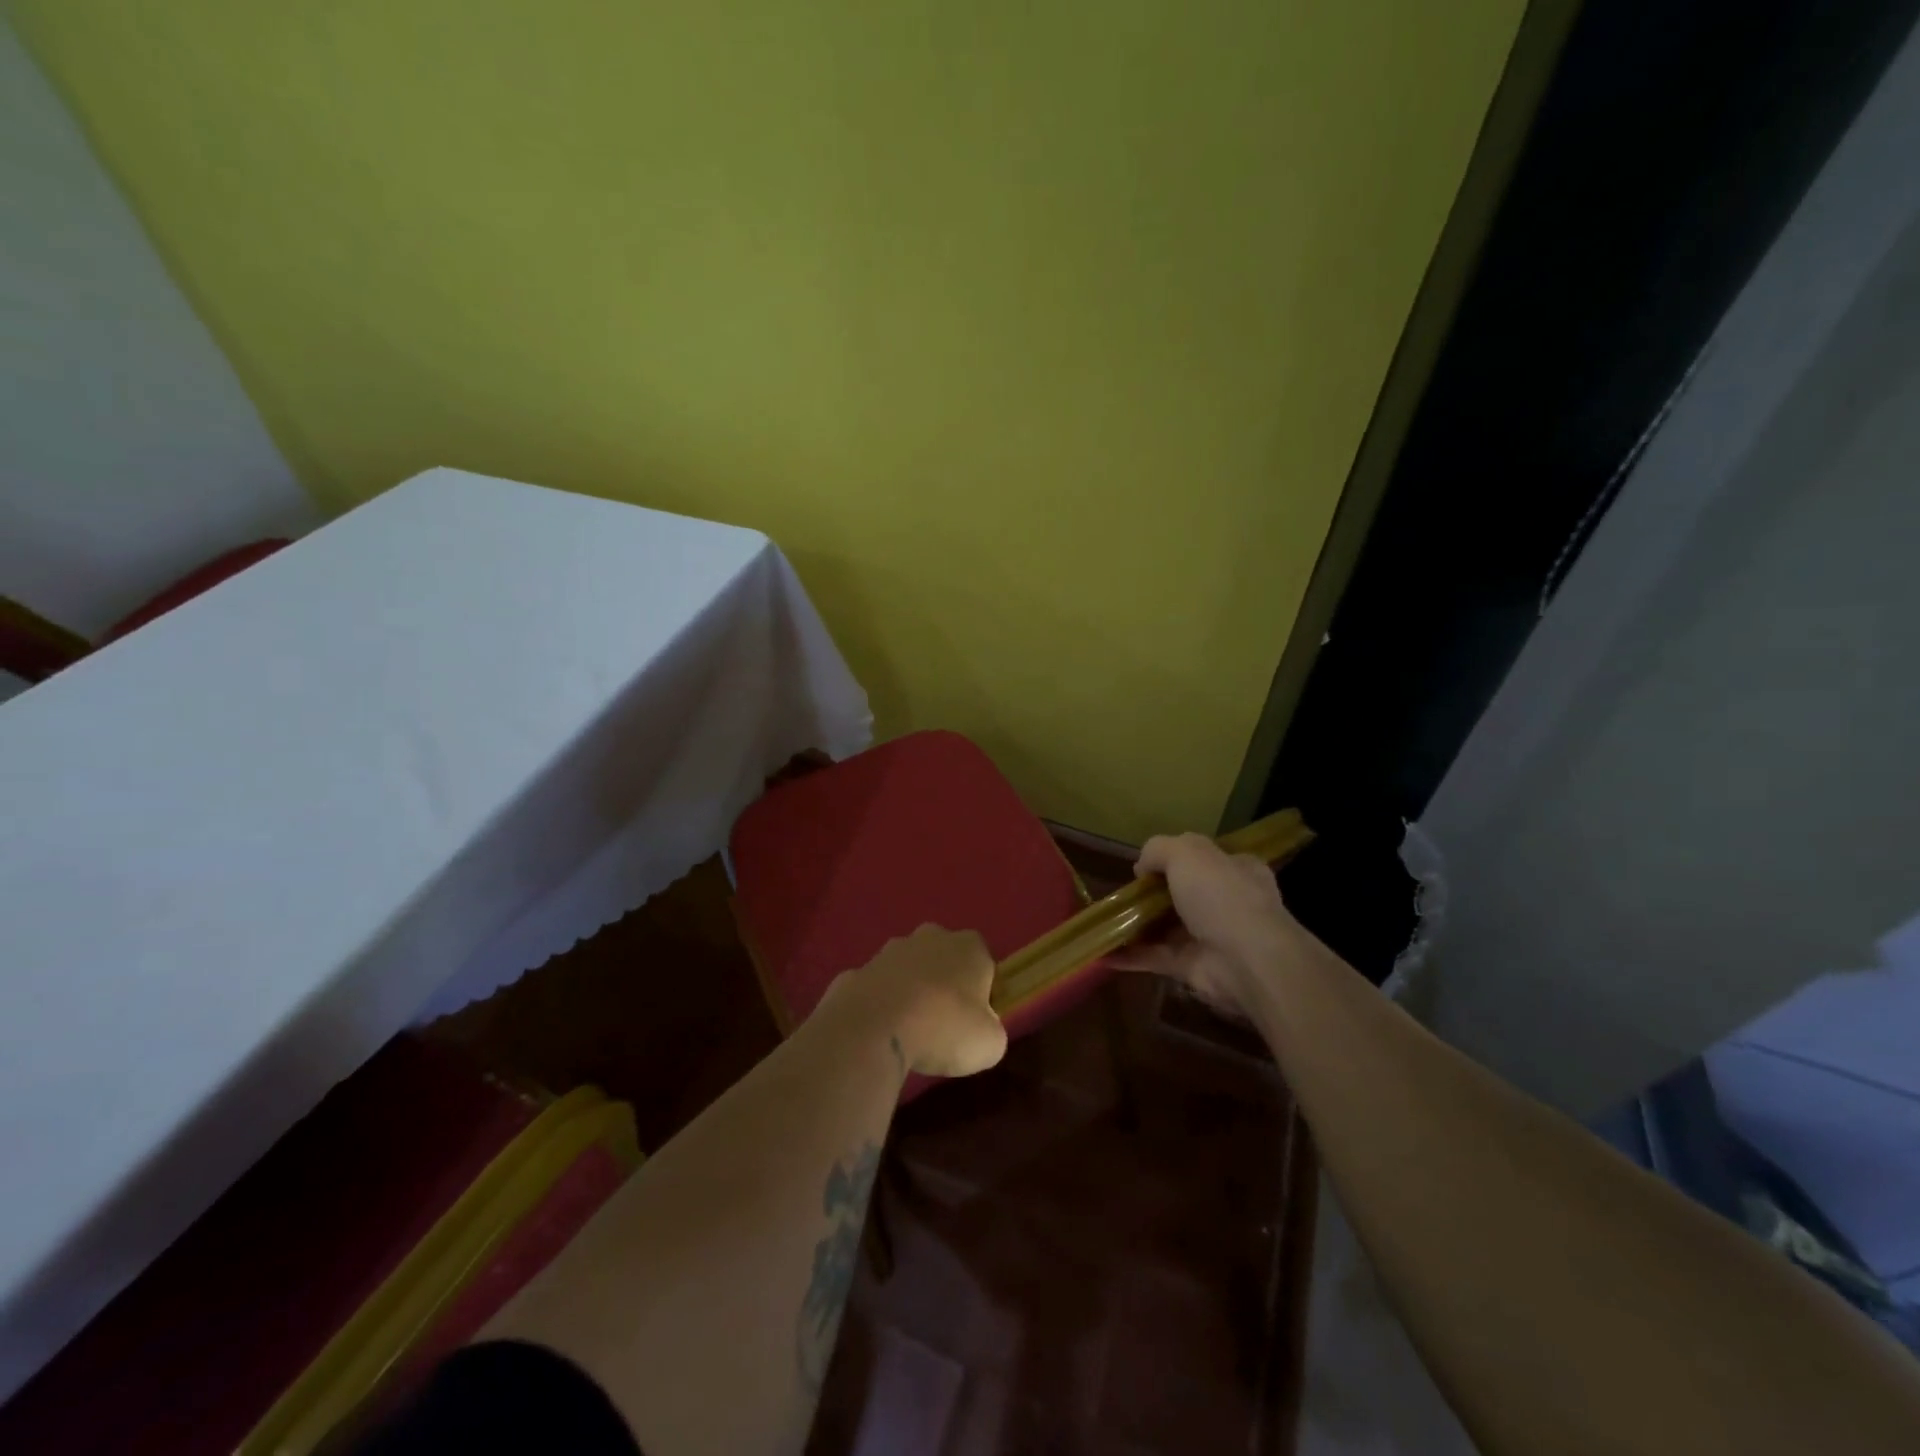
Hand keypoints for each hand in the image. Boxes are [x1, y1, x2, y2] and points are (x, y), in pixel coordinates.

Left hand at [821, 925, 1007, 1078]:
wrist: (874, 1029)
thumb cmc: (944, 1029)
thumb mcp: (989, 1045)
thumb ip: (991, 1030)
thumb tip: (982, 1029)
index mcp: (969, 947)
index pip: (983, 961)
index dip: (982, 990)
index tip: (975, 1019)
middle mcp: (930, 937)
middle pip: (943, 957)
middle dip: (943, 982)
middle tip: (943, 1021)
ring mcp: (889, 951)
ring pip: (907, 968)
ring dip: (909, 990)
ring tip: (908, 1030)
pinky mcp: (857, 970)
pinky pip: (875, 988)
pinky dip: (877, 1004)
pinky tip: (878, 1032)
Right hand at [1121, 833, 1300, 1010]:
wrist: (1247, 960)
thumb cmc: (1221, 894)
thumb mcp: (1186, 852)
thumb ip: (1159, 849)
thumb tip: (1142, 868)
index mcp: (1236, 868)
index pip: (1206, 858)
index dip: (1176, 858)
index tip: (1147, 865)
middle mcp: (1227, 901)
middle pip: (1184, 893)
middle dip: (1153, 894)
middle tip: (1123, 893)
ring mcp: (1212, 937)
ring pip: (1168, 927)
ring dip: (1139, 926)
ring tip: (1105, 921)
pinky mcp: (1194, 968)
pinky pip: (1157, 958)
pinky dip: (1131, 956)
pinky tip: (1103, 953)